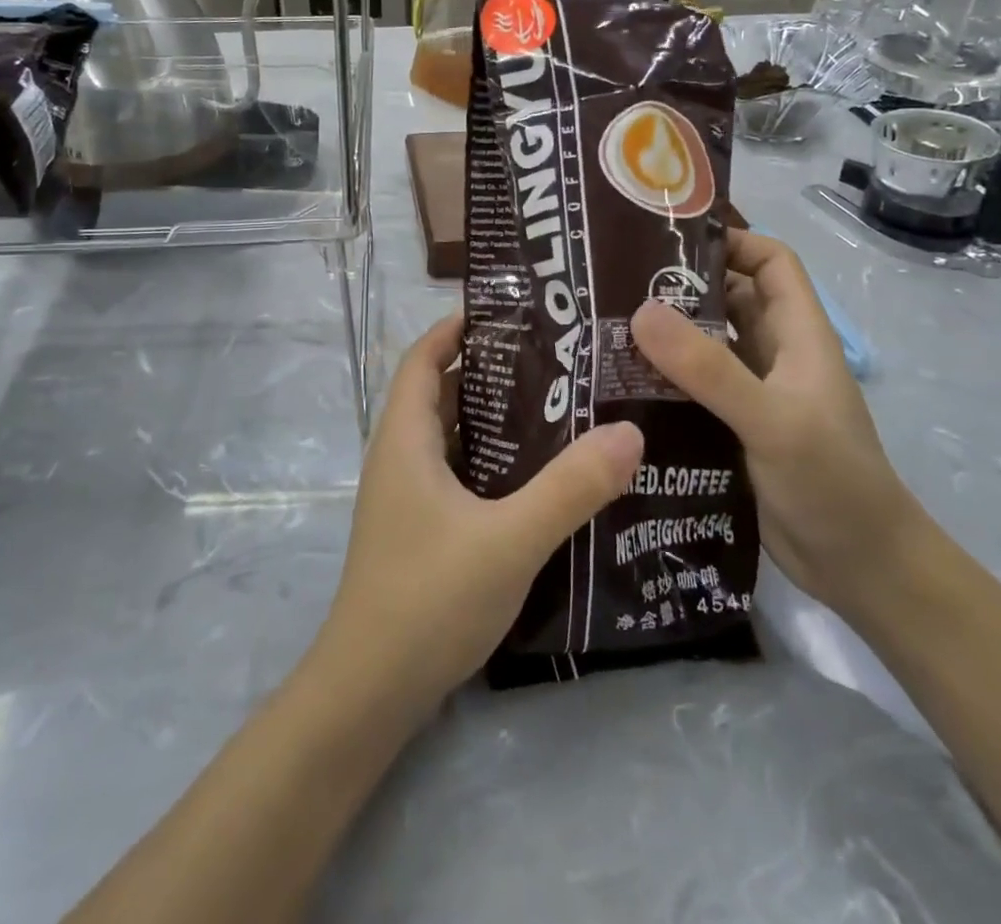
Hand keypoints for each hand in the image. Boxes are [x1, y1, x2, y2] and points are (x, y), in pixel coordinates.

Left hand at [311, 313, 644, 719]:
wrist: (371, 691)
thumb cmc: (429, 598)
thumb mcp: (509, 539)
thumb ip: (570, 487)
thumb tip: (629, 431)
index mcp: (404, 438)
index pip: (423, 357)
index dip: (457, 327)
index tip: (510, 310)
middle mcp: (399, 456)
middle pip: (441, 391)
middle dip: (490, 369)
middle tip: (554, 357)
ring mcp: (407, 496)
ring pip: (452, 435)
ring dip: (493, 417)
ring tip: (557, 405)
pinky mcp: (420, 528)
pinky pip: (457, 472)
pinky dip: (491, 460)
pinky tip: (538, 475)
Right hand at [629, 232, 927, 618]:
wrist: (861, 571)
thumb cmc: (832, 482)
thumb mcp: (771, 419)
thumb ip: (709, 368)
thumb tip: (640, 310)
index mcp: (797, 334)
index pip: (770, 262)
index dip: (731, 242)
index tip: (668, 242)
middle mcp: (774, 355)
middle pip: (727, 299)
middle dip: (679, 286)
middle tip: (614, 282)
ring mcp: (752, 393)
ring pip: (704, 345)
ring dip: (664, 335)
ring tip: (604, 328)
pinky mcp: (731, 428)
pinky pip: (691, 388)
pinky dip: (661, 379)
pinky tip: (619, 384)